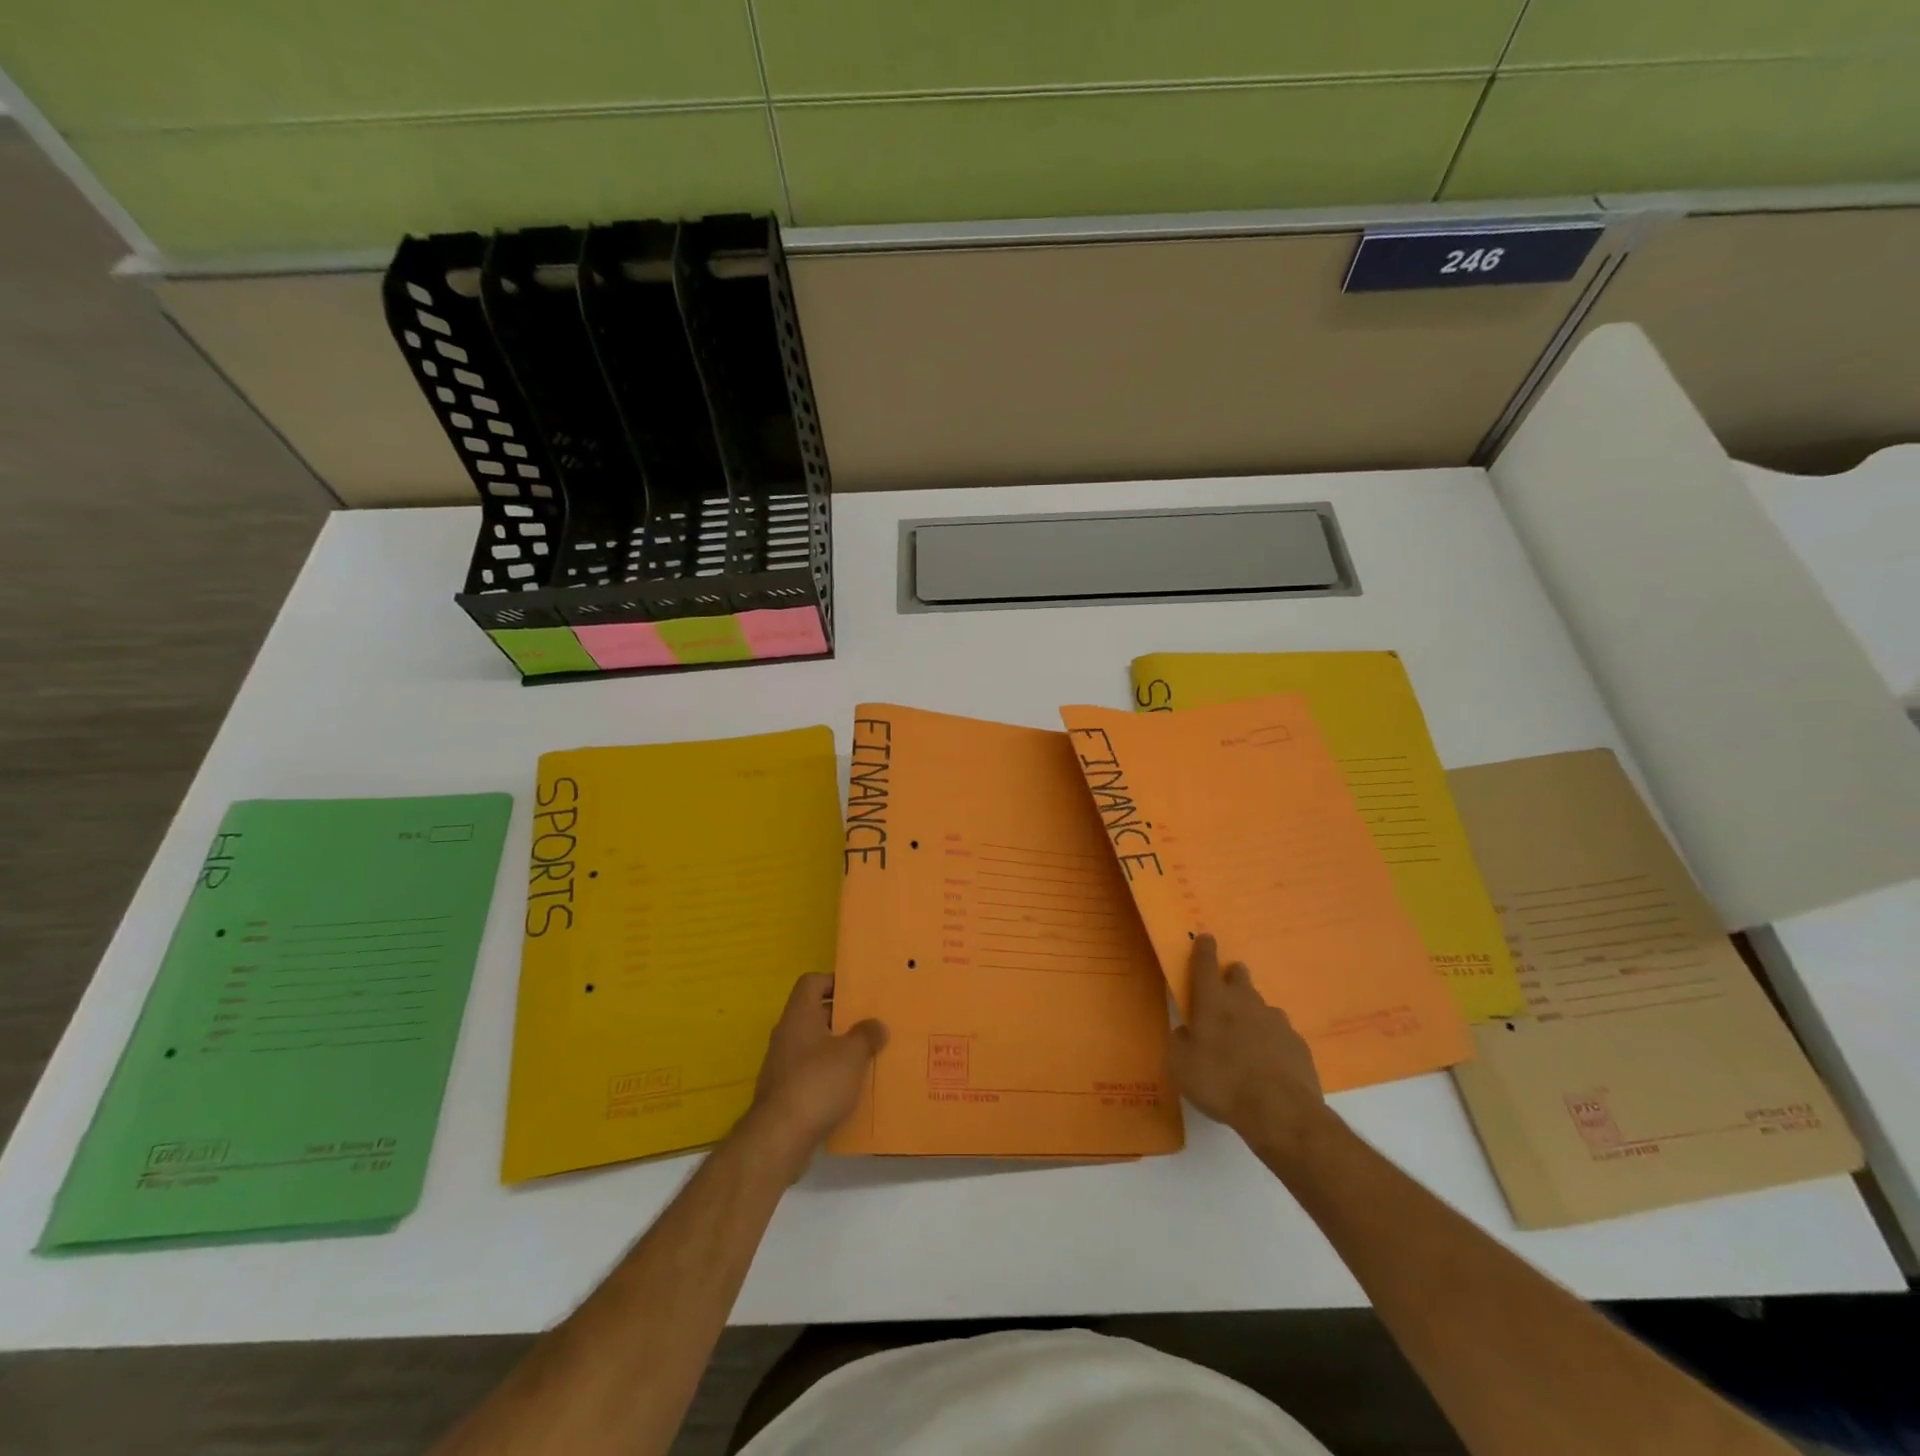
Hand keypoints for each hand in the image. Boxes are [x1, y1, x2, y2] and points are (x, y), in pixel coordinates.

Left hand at [744, 974, 886, 1176]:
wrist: (780, 1136)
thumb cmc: (817, 1082)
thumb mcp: (853, 1054)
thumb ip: (867, 1035)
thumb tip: (876, 1025)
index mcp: (799, 1015)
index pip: (811, 982)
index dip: (833, 981)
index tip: (857, 993)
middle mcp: (786, 1034)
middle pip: (814, 1014)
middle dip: (842, 1018)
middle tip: (869, 1024)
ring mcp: (782, 1064)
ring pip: (813, 1046)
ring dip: (836, 1049)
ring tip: (865, 1057)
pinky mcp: (783, 1092)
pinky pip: (809, 1073)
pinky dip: (827, 1076)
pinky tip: (849, 1089)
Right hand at [1169, 935, 1326, 1160]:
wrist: (1280, 1112)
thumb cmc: (1220, 1082)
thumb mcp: (1180, 1066)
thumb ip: (1179, 1042)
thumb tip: (1185, 1031)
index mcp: (1213, 1001)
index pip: (1205, 964)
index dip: (1204, 949)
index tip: (1205, 938)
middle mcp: (1245, 1002)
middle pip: (1239, 976)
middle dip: (1232, 976)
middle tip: (1225, 989)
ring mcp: (1276, 1021)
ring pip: (1261, 1006)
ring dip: (1252, 1013)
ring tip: (1246, 1038)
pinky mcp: (1298, 1044)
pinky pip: (1280, 1033)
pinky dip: (1271, 1040)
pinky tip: (1268, 1062)